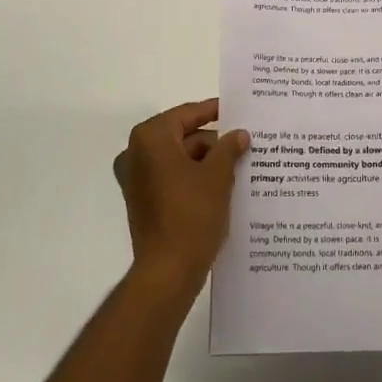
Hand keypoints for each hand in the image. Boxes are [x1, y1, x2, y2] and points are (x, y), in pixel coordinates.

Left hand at [114, 100, 249, 296]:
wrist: (167, 272)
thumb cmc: (191, 215)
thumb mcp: (217, 176)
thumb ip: (228, 148)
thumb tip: (238, 134)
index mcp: (150, 139)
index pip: (187, 114)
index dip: (214, 111)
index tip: (238, 109)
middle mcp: (136, 153)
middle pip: (182, 136)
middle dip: (214, 142)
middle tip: (245, 142)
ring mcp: (137, 179)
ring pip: (179, 158)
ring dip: (206, 161)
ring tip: (240, 165)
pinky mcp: (142, 201)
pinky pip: (172, 178)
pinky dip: (194, 178)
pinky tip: (223, 185)